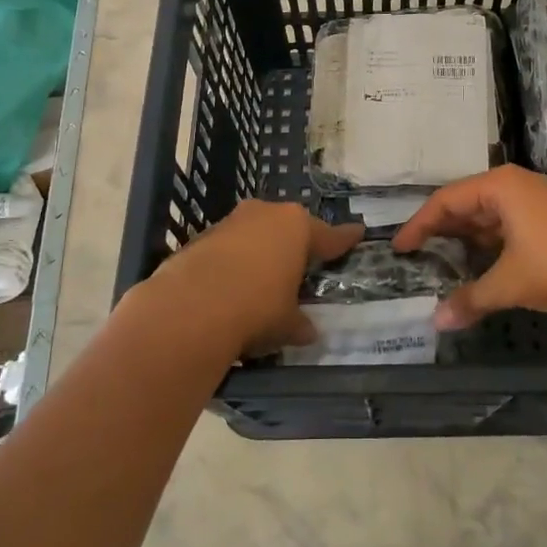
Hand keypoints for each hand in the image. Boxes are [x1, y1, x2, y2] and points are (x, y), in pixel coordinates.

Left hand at [136, 200, 363, 357]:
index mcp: (296, 227)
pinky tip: (231, 287)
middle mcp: (265, 214)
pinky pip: (228, 248)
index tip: (357, 232)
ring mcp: (230, 222)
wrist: (189, 309)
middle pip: (288, 228)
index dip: (344, 239)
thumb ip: (299, 323)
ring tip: (264, 279)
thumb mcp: (287, 323)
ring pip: (255, 234)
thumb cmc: (256, 308)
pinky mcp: (201, 237)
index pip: (329, 235)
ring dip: (261, 252)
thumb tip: (307, 332)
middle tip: (304, 263)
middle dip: (295, 244)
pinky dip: (234, 263)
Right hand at [393, 166, 546, 329]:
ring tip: (444, 265)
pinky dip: (492, 247)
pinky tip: (484, 269)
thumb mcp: (510, 283)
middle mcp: (517, 186)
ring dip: (468, 241)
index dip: (419, 225)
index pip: (446, 200)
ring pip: (491, 218)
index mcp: (500, 187)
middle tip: (417, 256)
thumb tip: (437, 322)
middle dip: (443, 232)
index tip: (399, 248)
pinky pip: (510, 228)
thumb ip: (471, 299)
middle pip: (467, 205)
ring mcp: (539, 202)